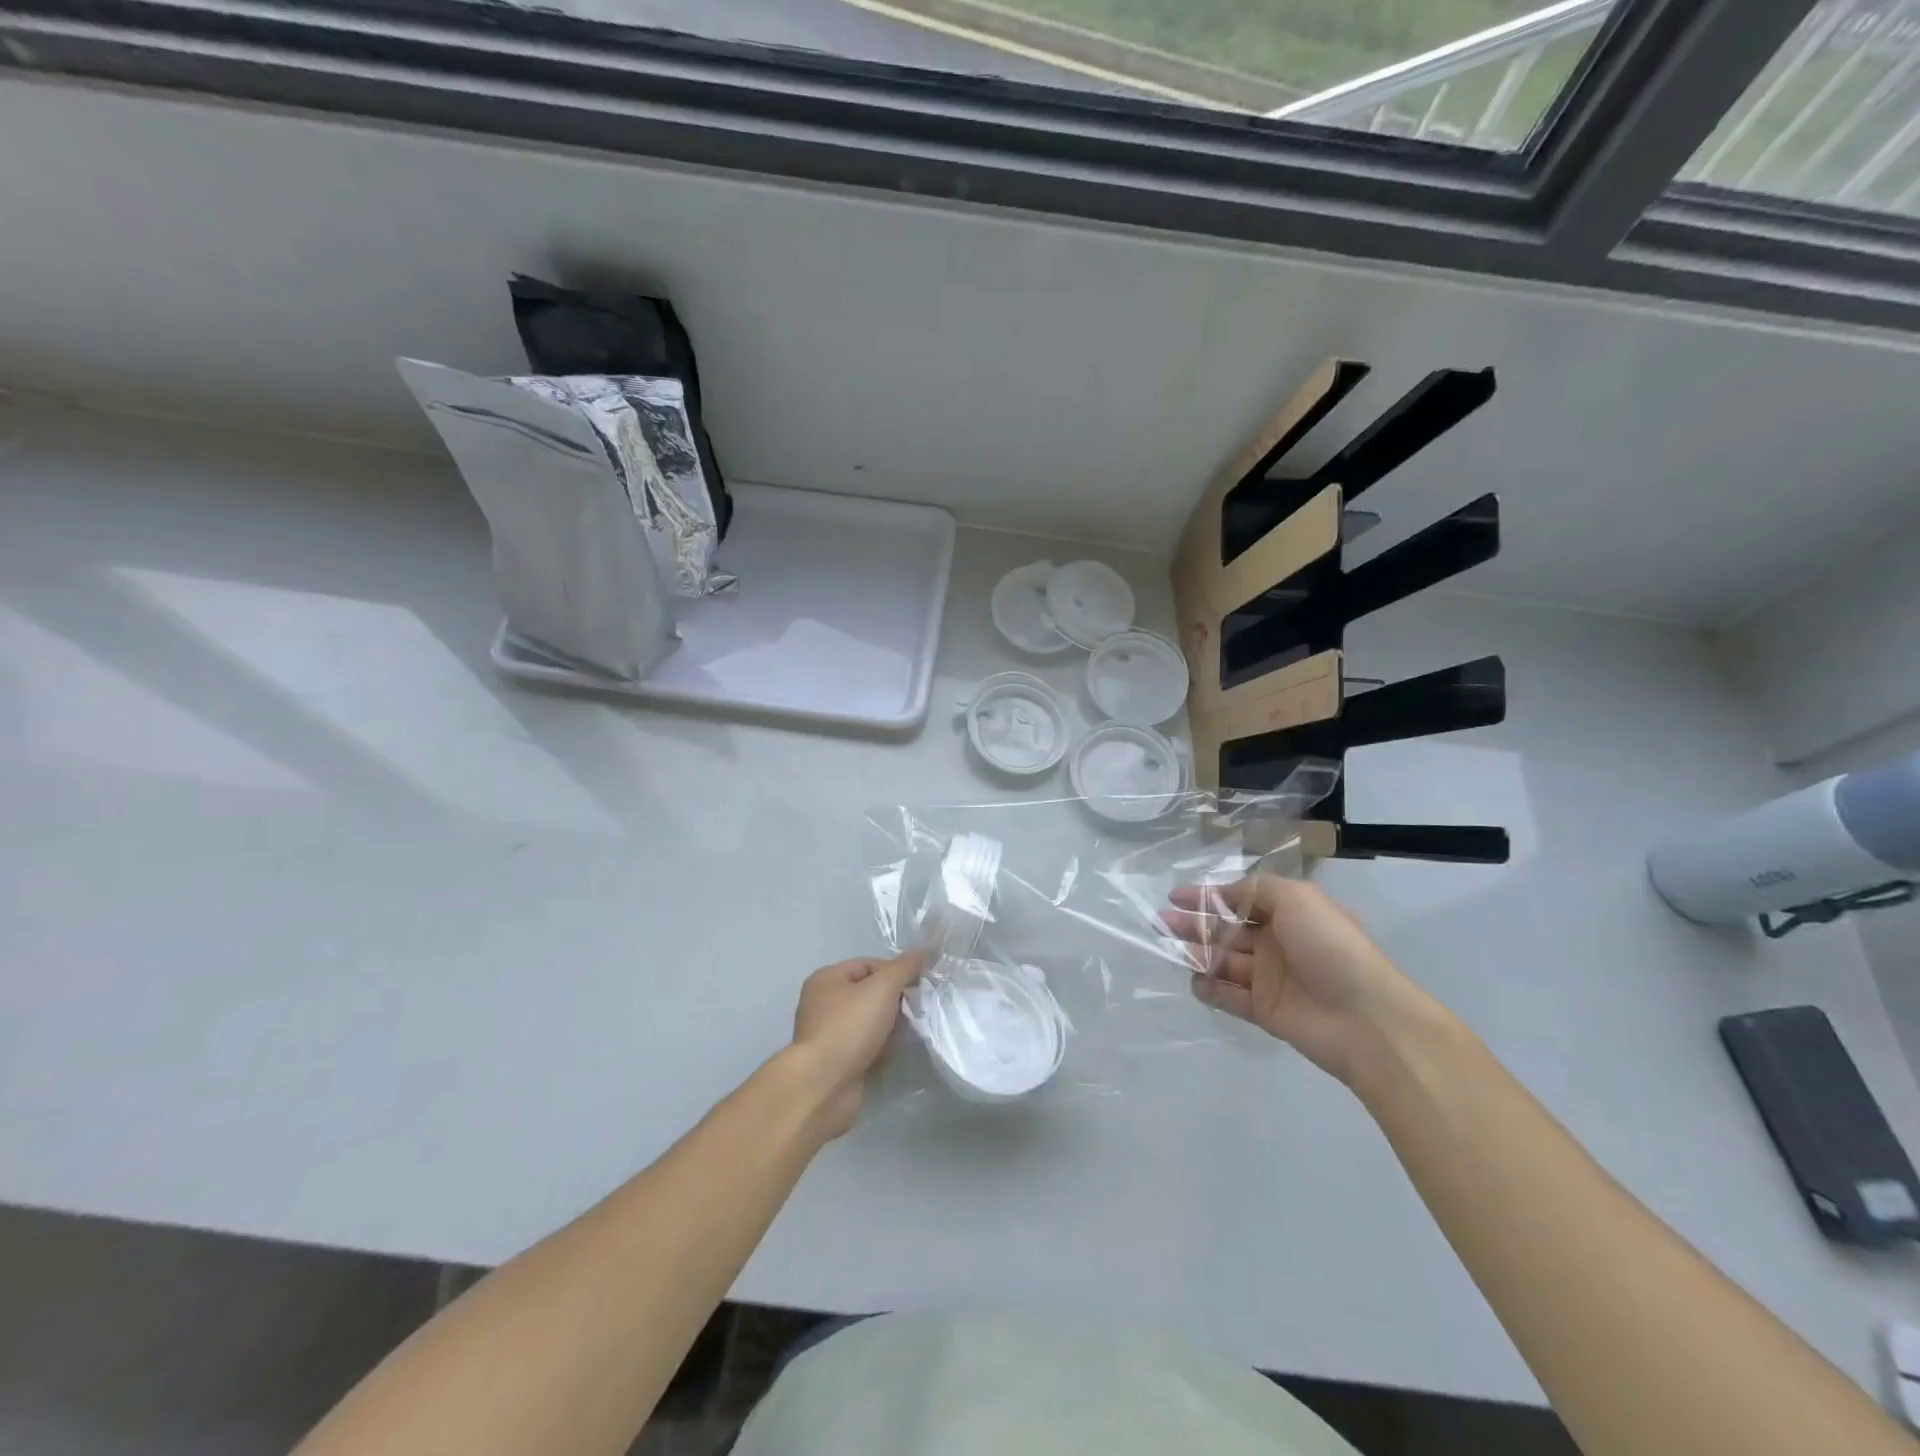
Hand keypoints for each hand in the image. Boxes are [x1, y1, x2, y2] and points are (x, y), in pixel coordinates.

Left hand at [788, 951, 926, 1137]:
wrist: (824, 1085)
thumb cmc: (850, 1026)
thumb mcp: (882, 988)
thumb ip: (904, 968)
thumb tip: (922, 952)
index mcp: (827, 979)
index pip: (868, 964)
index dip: (894, 972)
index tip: (915, 986)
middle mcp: (823, 1003)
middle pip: (869, 994)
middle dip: (894, 1002)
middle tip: (913, 1012)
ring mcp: (829, 1034)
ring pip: (870, 1022)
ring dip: (889, 1028)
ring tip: (904, 1035)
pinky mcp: (837, 1062)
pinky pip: (866, 1047)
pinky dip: (880, 1049)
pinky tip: (892, 1054)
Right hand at [1163, 876, 1434, 1086]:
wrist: (1365, 1018)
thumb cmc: (1330, 947)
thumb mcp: (1297, 898)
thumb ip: (1255, 889)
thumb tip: (1223, 895)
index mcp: (1289, 913)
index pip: (1240, 899)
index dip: (1208, 896)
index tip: (1175, 896)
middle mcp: (1278, 942)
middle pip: (1226, 930)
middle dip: (1194, 924)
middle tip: (1162, 922)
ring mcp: (1270, 978)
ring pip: (1224, 961)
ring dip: (1197, 953)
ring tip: (1170, 949)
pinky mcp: (1264, 1010)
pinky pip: (1229, 996)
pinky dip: (1210, 988)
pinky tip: (1194, 981)